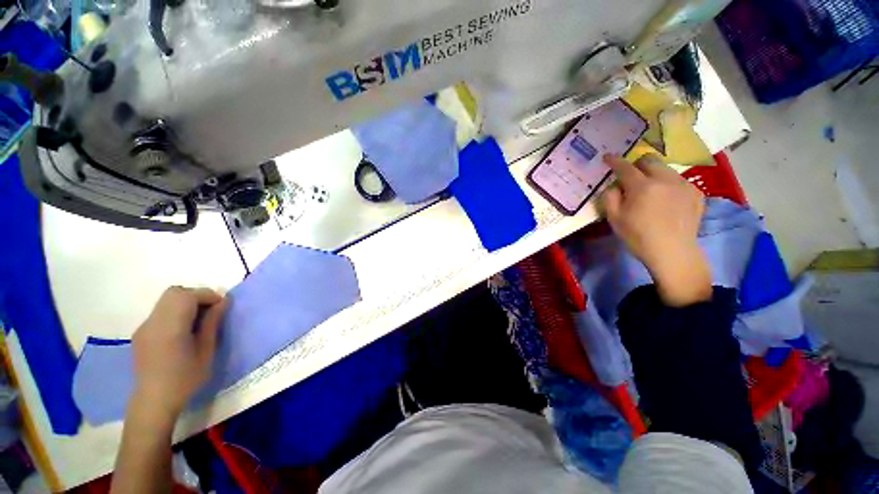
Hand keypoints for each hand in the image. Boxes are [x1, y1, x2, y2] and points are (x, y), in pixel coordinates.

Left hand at [131, 286, 226, 419]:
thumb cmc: (185, 378)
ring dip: (186, 303)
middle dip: (196, 296)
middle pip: (174, 292)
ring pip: (166, 301)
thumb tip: (223, 301)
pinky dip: (175, 312)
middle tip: (210, 311)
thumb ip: (212, 323)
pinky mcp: (141, 333)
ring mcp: (144, 327)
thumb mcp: (206, 351)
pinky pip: (161, 312)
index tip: (221, 306)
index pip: (188, 295)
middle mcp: (153, 322)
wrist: (154, 401)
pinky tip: (182, 331)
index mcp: (170, 327)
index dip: (208, 295)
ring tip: (197, 321)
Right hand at [600, 154, 710, 306]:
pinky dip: (668, 184)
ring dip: (653, 174)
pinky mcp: (696, 193)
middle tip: (630, 176)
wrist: (673, 252)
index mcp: (642, 186)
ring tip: (650, 190)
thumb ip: (610, 197)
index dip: (614, 161)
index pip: (625, 167)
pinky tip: (666, 200)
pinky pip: (678, 180)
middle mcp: (665, 179)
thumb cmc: (638, 237)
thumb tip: (614, 186)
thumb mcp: (614, 219)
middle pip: (649, 160)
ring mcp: (684, 185)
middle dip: (637, 164)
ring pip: (665, 169)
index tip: (608, 157)